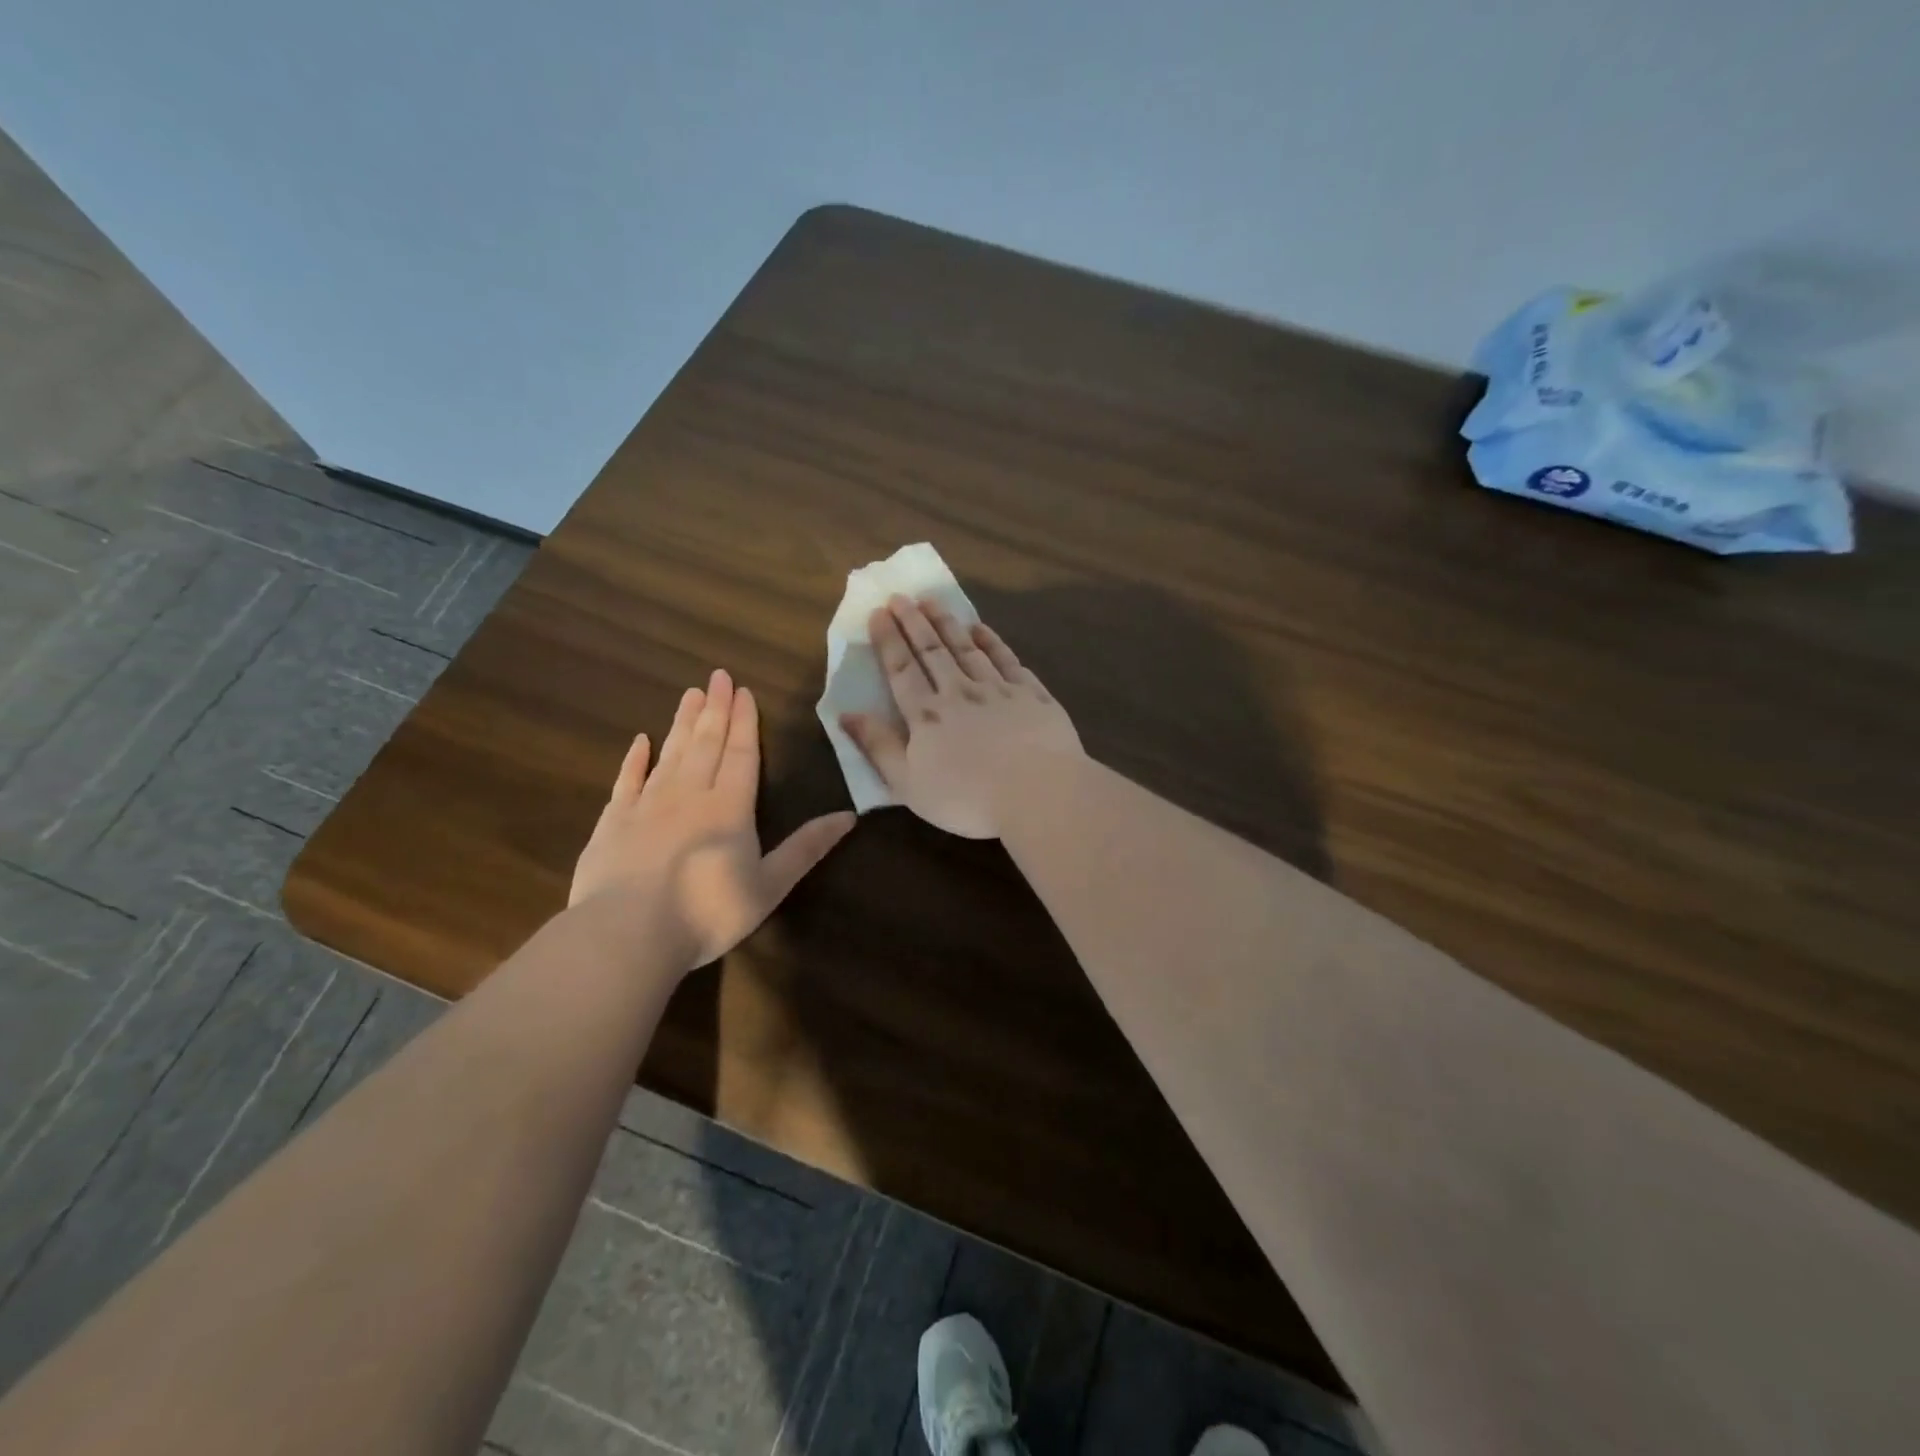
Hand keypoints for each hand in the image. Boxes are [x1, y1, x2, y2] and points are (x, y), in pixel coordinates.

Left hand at [571, 669, 855, 968]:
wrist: (628, 933)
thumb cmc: (708, 912)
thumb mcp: (770, 884)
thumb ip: (807, 847)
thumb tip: (850, 816)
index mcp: (730, 807)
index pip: (741, 754)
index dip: (745, 723)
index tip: (744, 691)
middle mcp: (689, 795)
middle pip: (706, 744)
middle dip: (715, 709)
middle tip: (718, 676)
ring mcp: (647, 805)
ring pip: (670, 754)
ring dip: (682, 723)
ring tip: (690, 694)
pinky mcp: (613, 822)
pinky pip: (627, 780)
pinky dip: (634, 759)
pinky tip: (640, 741)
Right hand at [841, 596, 1082, 838]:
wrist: (1038, 792)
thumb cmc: (967, 798)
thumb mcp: (908, 784)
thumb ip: (878, 746)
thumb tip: (845, 714)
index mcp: (927, 715)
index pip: (902, 669)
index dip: (889, 640)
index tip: (879, 612)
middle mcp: (959, 692)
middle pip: (932, 651)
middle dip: (914, 622)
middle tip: (901, 596)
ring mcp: (998, 689)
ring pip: (967, 648)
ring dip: (948, 623)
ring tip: (933, 601)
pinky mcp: (1031, 694)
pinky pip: (1007, 659)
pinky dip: (992, 642)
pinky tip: (981, 628)